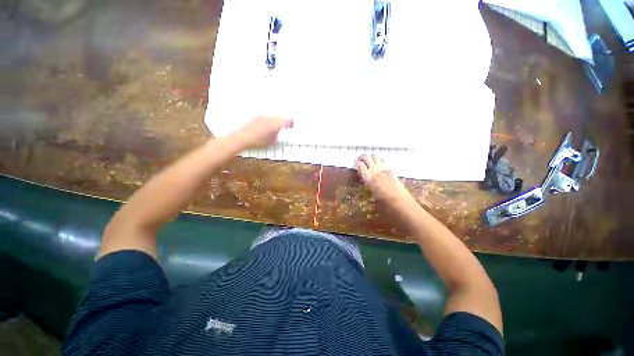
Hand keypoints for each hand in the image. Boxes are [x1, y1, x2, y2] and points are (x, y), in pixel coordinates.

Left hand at [231, 116, 293, 148]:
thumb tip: (277, 137)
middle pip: (280, 117)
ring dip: (277, 121)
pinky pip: (267, 117)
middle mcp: (269, 119)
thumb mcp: (269, 143)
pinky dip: (270, 121)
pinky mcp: (256, 117)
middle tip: (285, 127)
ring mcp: (262, 117)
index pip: (286, 121)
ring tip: (276, 128)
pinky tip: (267, 127)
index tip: (291, 126)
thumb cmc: (256, 142)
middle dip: (284, 121)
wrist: (241, 138)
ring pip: (273, 116)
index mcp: (274, 125)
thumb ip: (275, 138)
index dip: (290, 123)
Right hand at [355, 155, 411, 205]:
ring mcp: (382, 168)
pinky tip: (379, 163)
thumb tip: (366, 178)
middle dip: (363, 157)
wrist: (397, 197)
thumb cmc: (382, 198)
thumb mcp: (371, 190)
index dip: (358, 163)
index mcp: (367, 177)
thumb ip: (367, 181)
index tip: (356, 163)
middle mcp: (374, 170)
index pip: (360, 165)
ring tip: (369, 159)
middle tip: (361, 158)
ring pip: (375, 157)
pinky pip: (382, 161)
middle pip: (367, 158)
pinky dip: (379, 160)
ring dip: (371, 157)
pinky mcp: (389, 168)